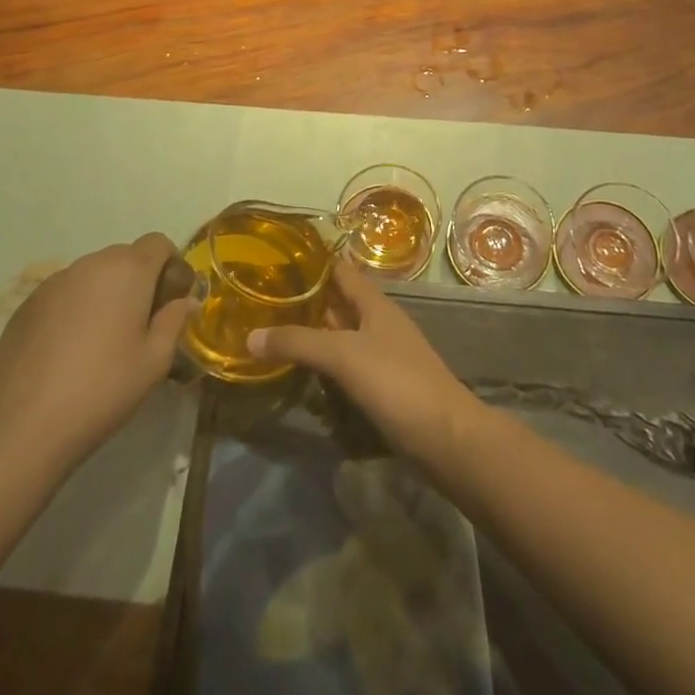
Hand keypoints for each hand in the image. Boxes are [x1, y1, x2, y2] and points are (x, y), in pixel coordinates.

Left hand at [0, 233, 191, 476]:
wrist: (20, 426)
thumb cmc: (102, 389)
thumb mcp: (155, 362)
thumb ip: (174, 322)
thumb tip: (185, 301)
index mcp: (128, 270)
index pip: (158, 243)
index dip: (171, 265)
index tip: (170, 300)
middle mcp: (91, 264)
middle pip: (125, 257)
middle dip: (139, 282)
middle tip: (140, 326)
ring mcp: (54, 282)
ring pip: (93, 275)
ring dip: (106, 295)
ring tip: (102, 342)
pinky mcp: (26, 305)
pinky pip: (64, 294)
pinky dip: (75, 309)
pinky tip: (68, 352)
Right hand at [246, 262, 480, 462]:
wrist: (445, 437)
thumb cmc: (397, 382)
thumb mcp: (343, 356)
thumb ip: (298, 343)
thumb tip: (250, 335)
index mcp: (374, 303)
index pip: (340, 269)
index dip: (313, 260)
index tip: (277, 256)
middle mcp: (378, 322)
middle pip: (338, 301)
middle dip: (305, 298)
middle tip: (262, 296)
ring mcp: (382, 354)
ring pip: (340, 334)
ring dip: (312, 331)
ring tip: (271, 329)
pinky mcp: (382, 385)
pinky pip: (346, 363)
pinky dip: (323, 362)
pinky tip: (300, 369)